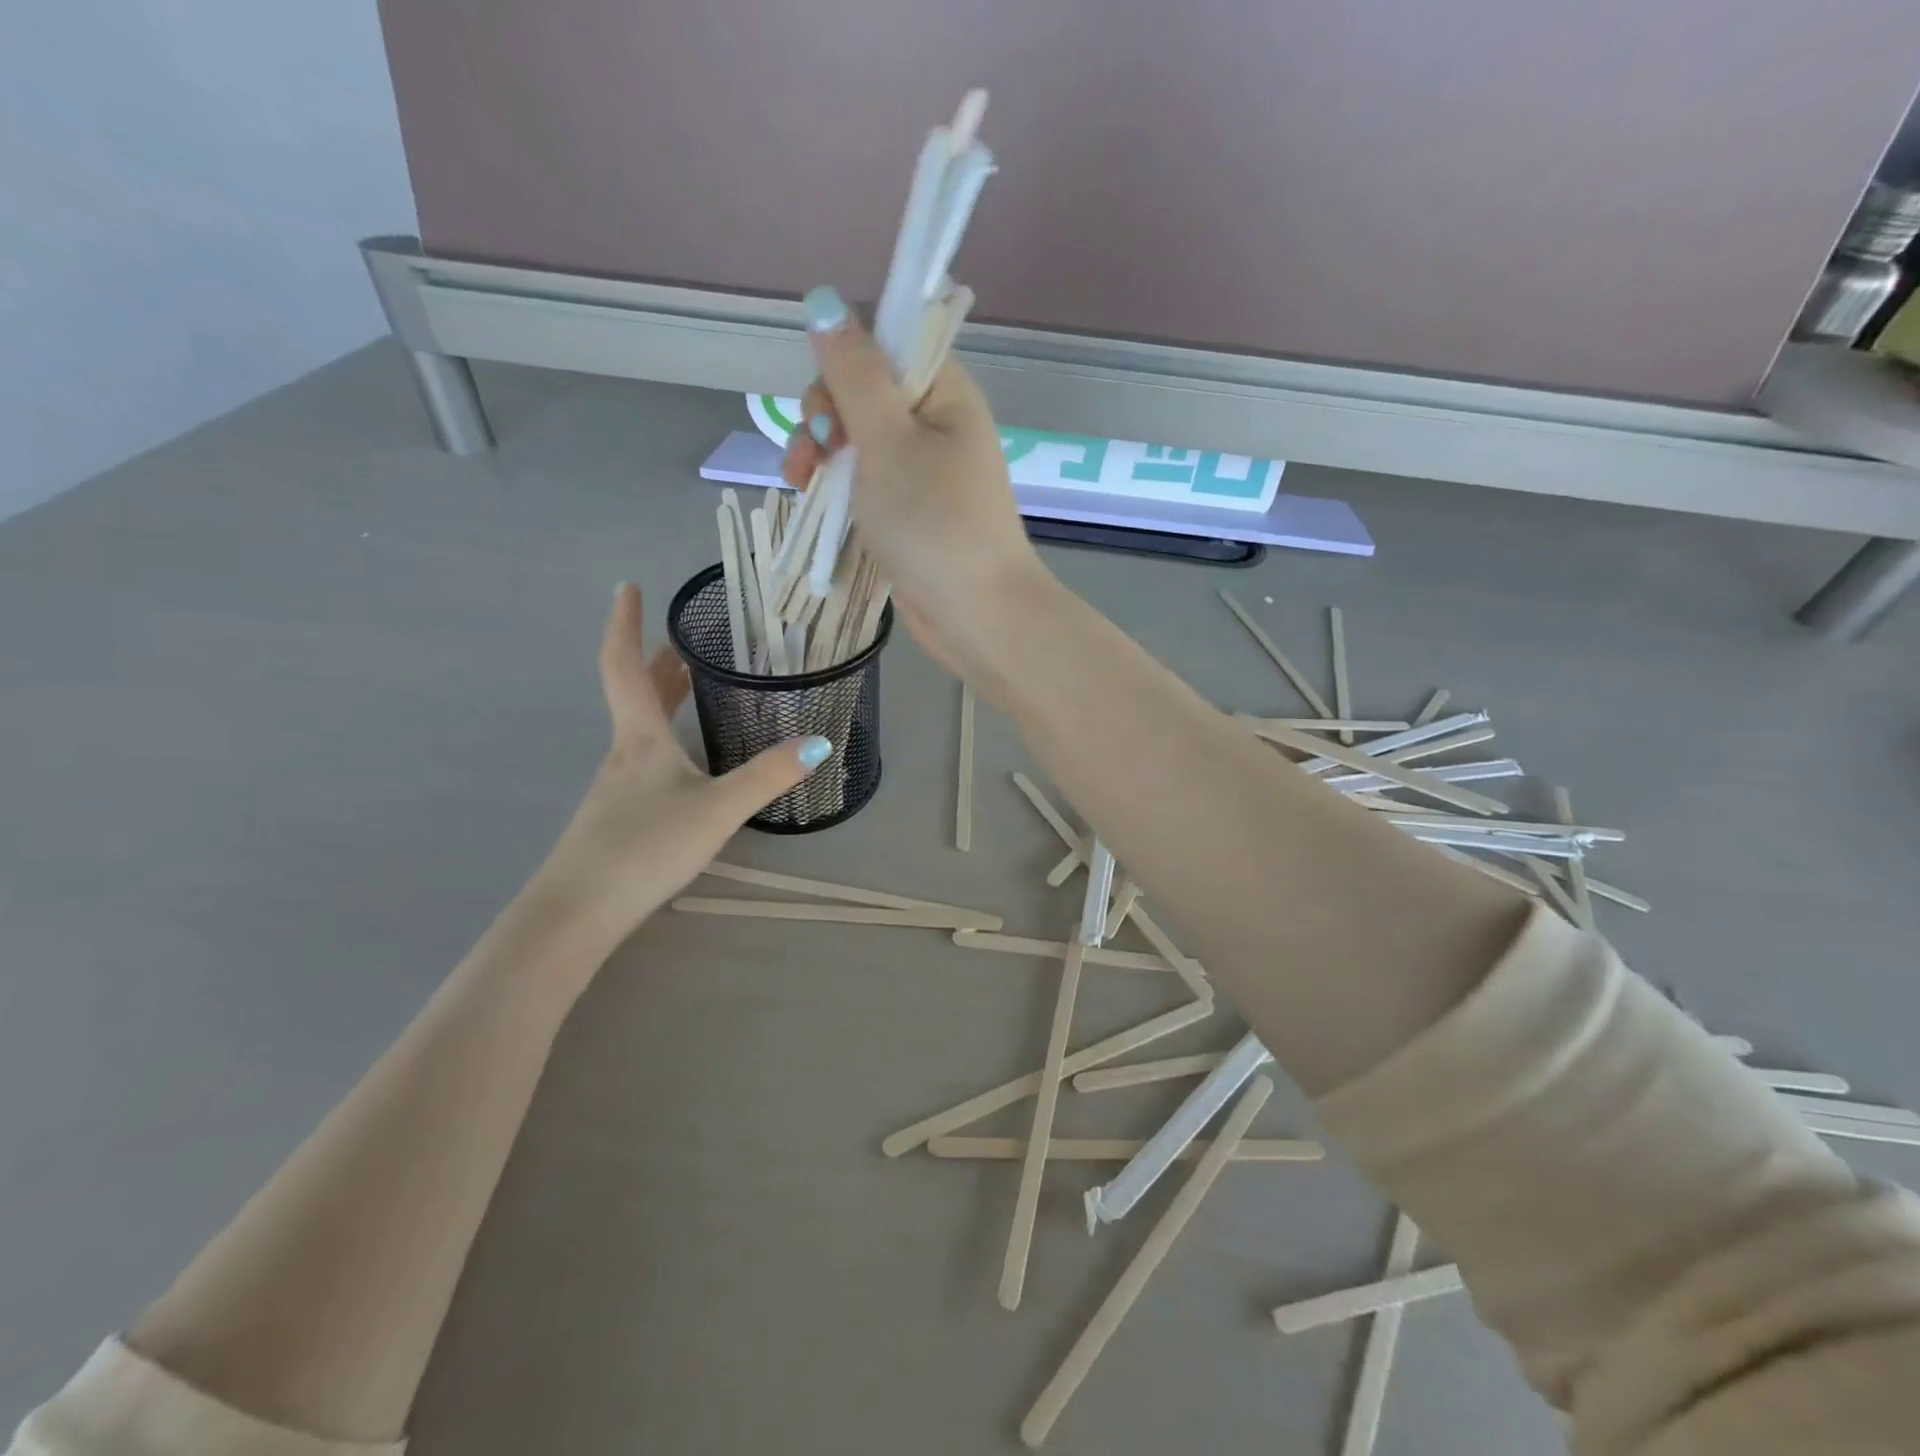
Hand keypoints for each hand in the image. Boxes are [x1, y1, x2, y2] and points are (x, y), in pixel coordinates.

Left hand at [535, 582, 831, 941]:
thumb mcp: (718, 808)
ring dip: (662, 696)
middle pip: (636, 692)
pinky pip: (645, 756)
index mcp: (640, 737)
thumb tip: (820, 742)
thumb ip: (769, 775)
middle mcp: (624, 752)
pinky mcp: (619, 813)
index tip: (628, 586)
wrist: (578, 911)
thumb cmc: (645, 846)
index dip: (625, 623)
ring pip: (640, 725)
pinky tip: (688, 760)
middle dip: (656, 659)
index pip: (624, 665)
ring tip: (692, 683)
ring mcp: (617, 785)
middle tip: (683, 636)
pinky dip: (666, 734)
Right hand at [780, 288, 1045, 674]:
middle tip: (811, 456)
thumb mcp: (887, 441)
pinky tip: (814, 500)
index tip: (827, 410)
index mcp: (943, 392)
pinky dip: (839, 487)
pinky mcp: (911, 511)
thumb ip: (854, 373)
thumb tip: (825, 302)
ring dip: (822, 453)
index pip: (884, 347)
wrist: (976, 614)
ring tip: (800, 483)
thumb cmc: (934, 523)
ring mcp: (924, 471)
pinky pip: (867, 481)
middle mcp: (937, 423)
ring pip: (859, 441)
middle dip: (824, 417)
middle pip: (863, 394)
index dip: (843, 367)